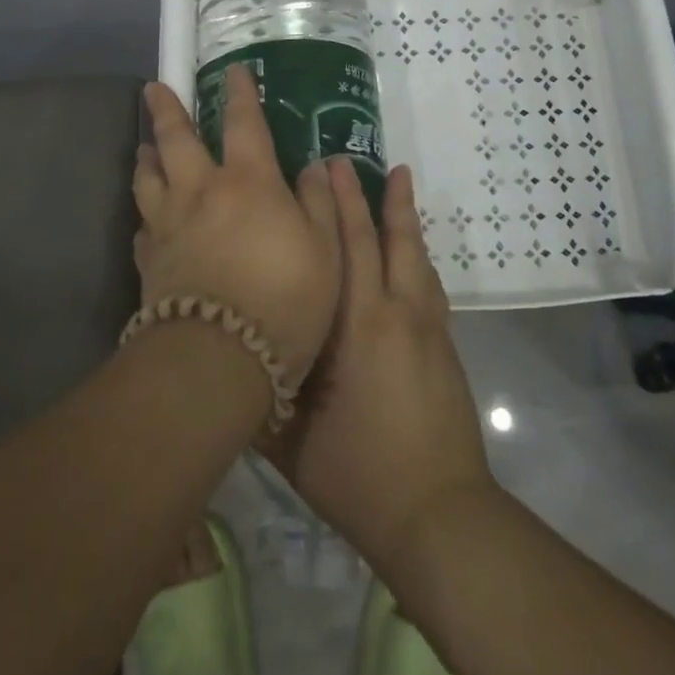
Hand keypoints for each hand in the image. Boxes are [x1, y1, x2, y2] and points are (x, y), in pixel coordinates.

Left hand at [133, 66, 342, 383]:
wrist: (220, 357)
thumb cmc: (287, 298)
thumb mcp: (327, 250)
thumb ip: (320, 203)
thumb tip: (314, 166)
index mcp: (248, 181)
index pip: (244, 123)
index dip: (240, 94)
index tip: (233, 71)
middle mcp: (201, 192)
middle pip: (176, 140)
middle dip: (167, 110)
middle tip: (154, 88)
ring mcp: (168, 225)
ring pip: (149, 178)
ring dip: (146, 156)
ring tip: (144, 146)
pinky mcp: (149, 261)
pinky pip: (143, 227)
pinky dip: (146, 214)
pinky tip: (148, 218)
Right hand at [259, 160, 495, 572]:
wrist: (440, 514)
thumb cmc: (359, 476)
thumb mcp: (291, 440)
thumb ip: (263, 391)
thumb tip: (230, 352)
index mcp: (356, 328)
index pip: (344, 250)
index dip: (331, 207)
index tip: (320, 169)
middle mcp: (395, 314)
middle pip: (382, 239)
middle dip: (363, 197)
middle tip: (346, 159)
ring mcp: (426, 328)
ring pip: (414, 254)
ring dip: (403, 214)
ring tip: (397, 178)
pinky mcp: (444, 345)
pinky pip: (428, 281)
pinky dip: (418, 252)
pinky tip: (413, 248)